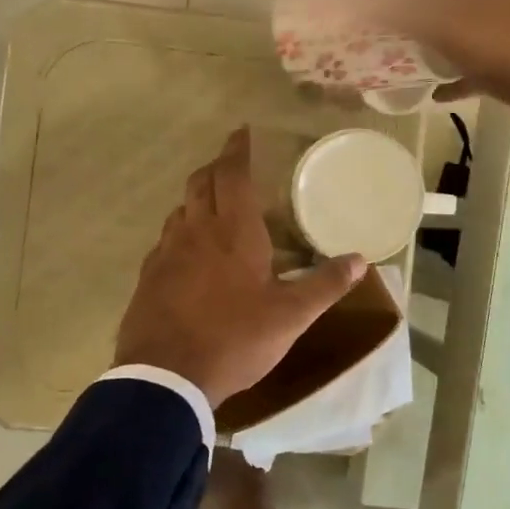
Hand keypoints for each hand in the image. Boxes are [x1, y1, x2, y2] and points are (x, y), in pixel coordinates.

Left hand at [114, 129, 366, 407]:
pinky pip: (166, 239)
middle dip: (216, 167)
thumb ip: (325, 285)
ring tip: (215, 207)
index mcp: (233, 231)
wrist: (166, 376)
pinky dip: (182, 231)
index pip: (232, 174)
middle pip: (201, 182)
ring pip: (181, 209)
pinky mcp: (149, 276)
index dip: (237, 149)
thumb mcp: (290, 317)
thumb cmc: (234, 338)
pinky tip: (191, 253)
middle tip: (232, 166)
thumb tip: (360, 260)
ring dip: (197, 199)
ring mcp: (166, 252)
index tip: (242, 132)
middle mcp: (196, 230)